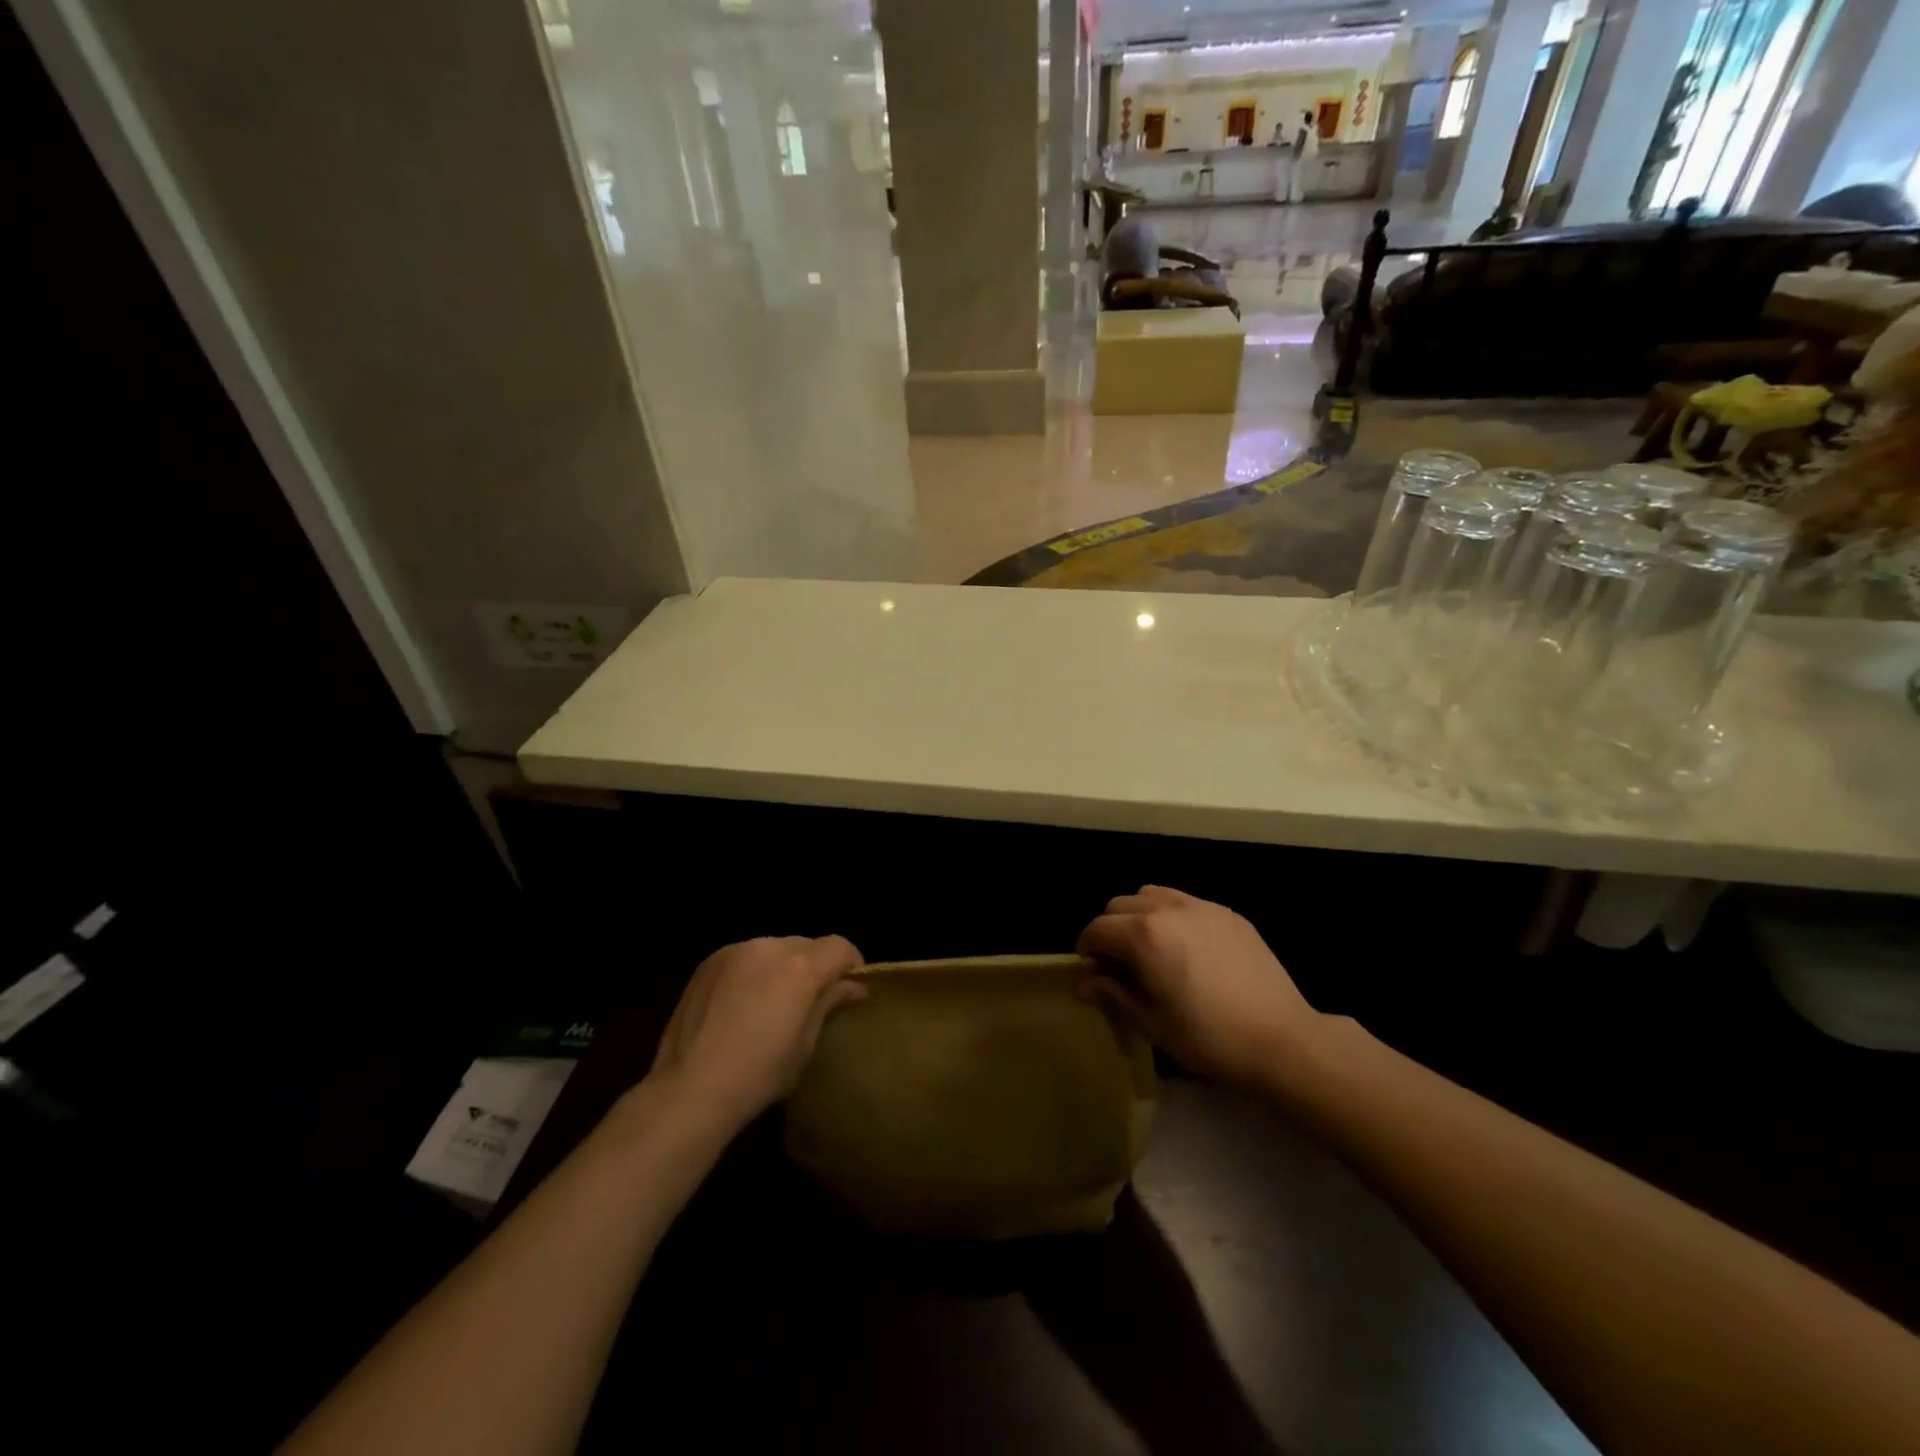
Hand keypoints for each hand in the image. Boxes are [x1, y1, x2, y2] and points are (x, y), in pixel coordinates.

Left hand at [650, 936, 866, 1125]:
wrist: (688, 1090)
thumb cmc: (758, 1075)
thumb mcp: (805, 1044)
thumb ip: (829, 1004)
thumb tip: (854, 986)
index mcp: (800, 968)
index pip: (840, 947)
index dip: (851, 964)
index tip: (849, 988)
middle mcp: (770, 947)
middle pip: (807, 945)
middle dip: (816, 966)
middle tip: (811, 999)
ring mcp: (735, 951)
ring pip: (775, 948)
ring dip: (784, 966)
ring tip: (773, 1001)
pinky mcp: (709, 961)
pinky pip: (746, 956)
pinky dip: (754, 970)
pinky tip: (743, 1002)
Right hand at [1077, 886, 1317, 1083]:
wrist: (1281, 1040)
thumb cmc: (1208, 1038)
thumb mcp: (1151, 1023)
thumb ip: (1113, 994)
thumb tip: (1084, 982)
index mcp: (1143, 935)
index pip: (1097, 929)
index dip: (1087, 949)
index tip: (1091, 971)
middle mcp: (1168, 909)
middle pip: (1120, 905)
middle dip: (1111, 930)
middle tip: (1120, 963)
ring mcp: (1201, 907)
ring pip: (1152, 895)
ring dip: (1140, 916)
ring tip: (1152, 949)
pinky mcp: (1228, 913)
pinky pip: (1186, 902)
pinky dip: (1172, 916)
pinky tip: (1187, 949)